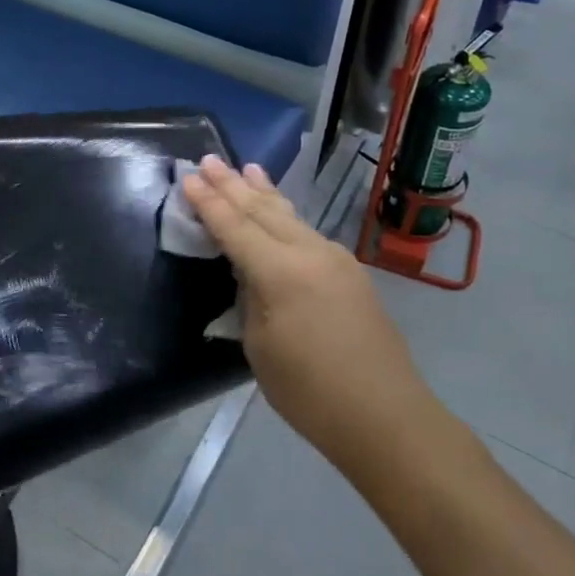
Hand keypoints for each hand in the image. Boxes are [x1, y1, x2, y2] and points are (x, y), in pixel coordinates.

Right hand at [182, 156, 434, 478]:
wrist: (386, 416)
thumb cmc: (310, 391)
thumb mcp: (261, 347)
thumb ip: (251, 299)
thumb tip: (251, 274)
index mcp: (280, 271)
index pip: (235, 227)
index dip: (209, 202)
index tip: (189, 177)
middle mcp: (309, 252)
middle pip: (263, 210)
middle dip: (233, 185)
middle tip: (209, 159)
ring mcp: (335, 259)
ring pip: (290, 215)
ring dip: (263, 192)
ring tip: (246, 168)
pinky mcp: (351, 273)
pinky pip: (308, 232)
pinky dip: (286, 215)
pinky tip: (280, 210)